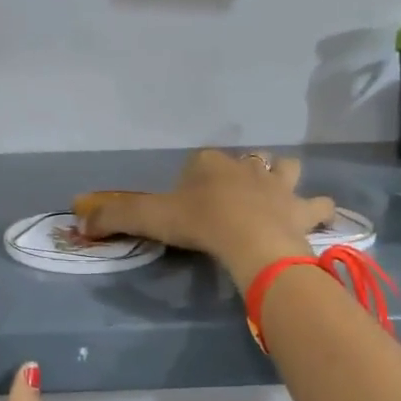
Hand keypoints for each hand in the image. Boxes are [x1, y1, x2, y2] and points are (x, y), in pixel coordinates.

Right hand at [75, 150, 335, 289]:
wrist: (250, 240)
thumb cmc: (199, 223)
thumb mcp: (148, 217)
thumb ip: (114, 217)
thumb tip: (80, 221)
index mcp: (210, 163)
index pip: (200, 160)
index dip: (194, 176)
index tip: (188, 199)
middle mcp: (246, 167)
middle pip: (246, 159)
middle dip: (242, 171)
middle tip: (233, 195)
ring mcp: (279, 185)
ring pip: (287, 168)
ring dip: (283, 177)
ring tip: (278, 196)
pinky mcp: (302, 210)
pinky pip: (319, 205)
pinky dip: (318, 210)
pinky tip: (315, 219)